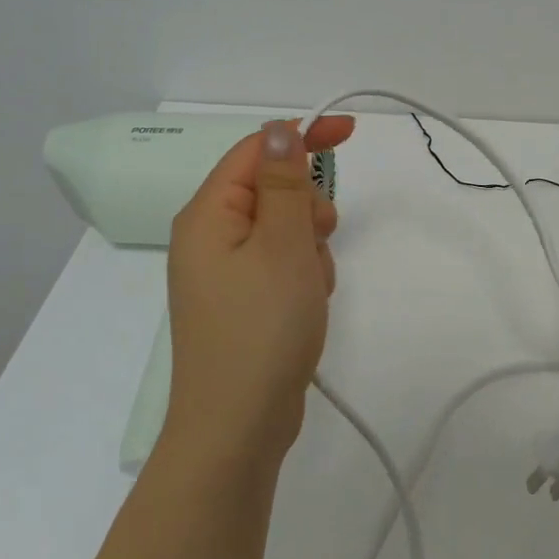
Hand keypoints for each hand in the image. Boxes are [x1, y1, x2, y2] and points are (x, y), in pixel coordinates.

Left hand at [163, 116, 355, 468]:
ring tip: (312, 287)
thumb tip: (279, 131)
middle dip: (307, 207)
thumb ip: (285, 183)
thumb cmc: (262, 328)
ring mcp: (224, 273)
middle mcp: (209, 237)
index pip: (256, 150)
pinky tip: (307, 306)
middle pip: (271, 190)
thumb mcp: (283, 245)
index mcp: (208, 214)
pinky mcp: (241, 301)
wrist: (238, 428)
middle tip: (320, 238)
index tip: (350, 134)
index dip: (302, 136)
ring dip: (309, 247)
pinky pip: (279, 264)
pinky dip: (302, 274)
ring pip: (283, 230)